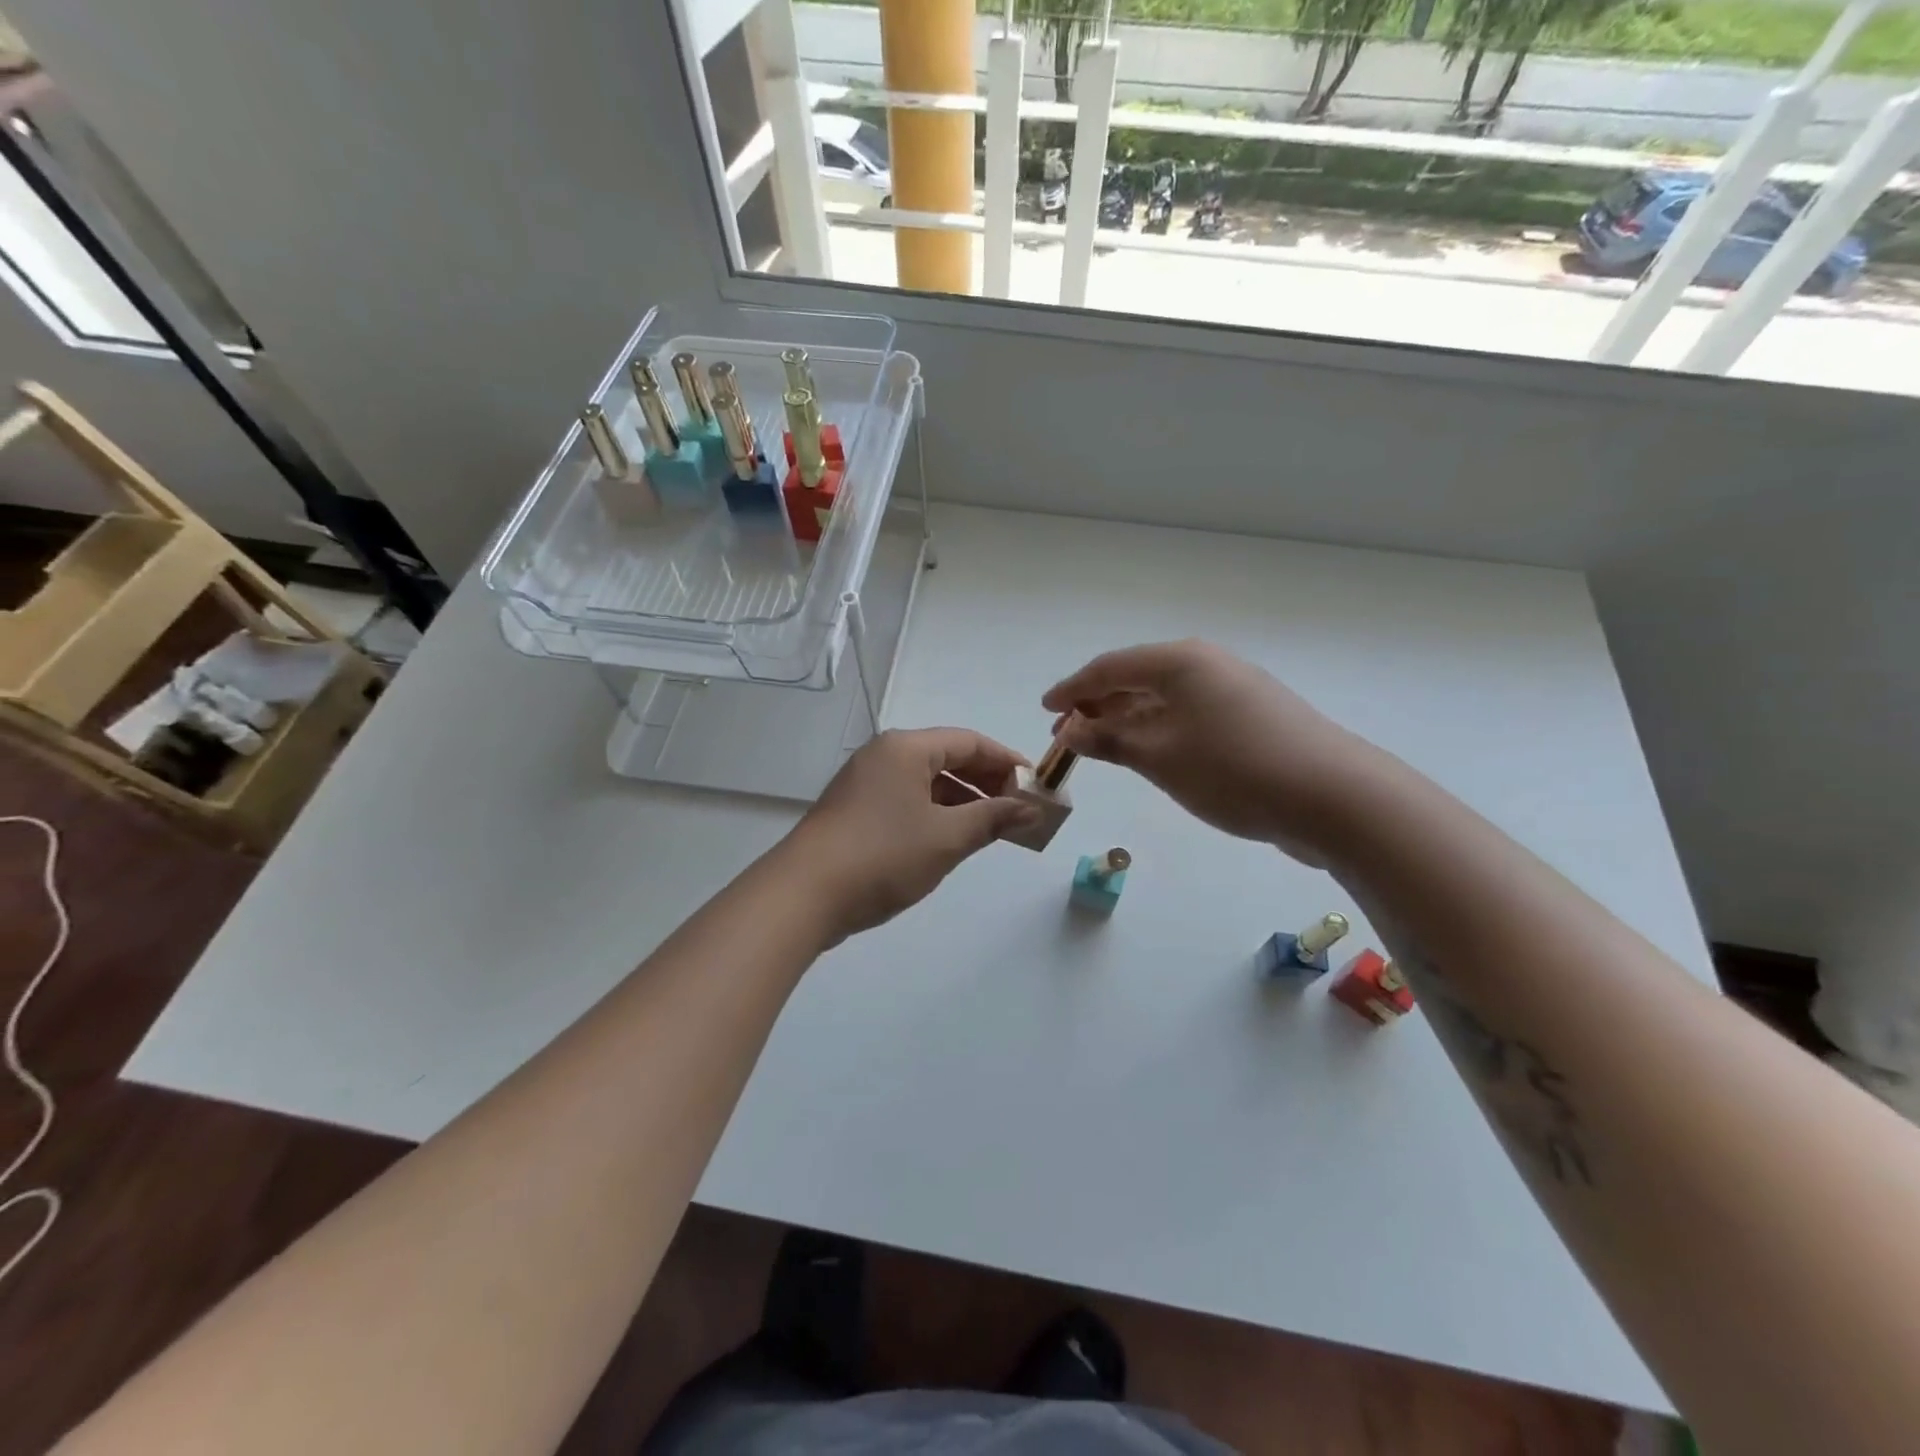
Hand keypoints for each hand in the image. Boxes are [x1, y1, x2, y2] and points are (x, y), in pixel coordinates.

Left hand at [778, 728, 1033, 942]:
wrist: (804, 895)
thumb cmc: (883, 856)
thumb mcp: (946, 838)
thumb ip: (992, 818)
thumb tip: (1031, 809)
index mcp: (905, 749)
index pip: (969, 741)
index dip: (1007, 761)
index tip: (1036, 785)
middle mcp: (883, 756)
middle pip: (947, 758)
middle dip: (986, 783)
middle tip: (1018, 810)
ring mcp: (864, 783)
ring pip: (926, 783)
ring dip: (962, 801)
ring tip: (992, 829)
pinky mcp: (854, 811)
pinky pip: (906, 801)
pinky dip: (935, 815)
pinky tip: (951, 840)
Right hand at [1042, 640, 1370, 862]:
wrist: (1333, 797)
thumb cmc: (1233, 769)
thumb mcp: (1160, 757)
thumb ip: (1109, 740)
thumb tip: (1069, 730)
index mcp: (1180, 662)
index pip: (1110, 668)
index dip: (1072, 689)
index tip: (1044, 710)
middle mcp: (1207, 665)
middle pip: (1137, 679)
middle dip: (1098, 706)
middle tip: (1067, 736)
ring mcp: (1234, 690)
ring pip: (1164, 699)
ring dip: (1128, 720)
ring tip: (1100, 747)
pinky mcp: (1252, 717)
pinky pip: (1189, 715)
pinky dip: (1159, 730)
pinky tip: (1150, 753)